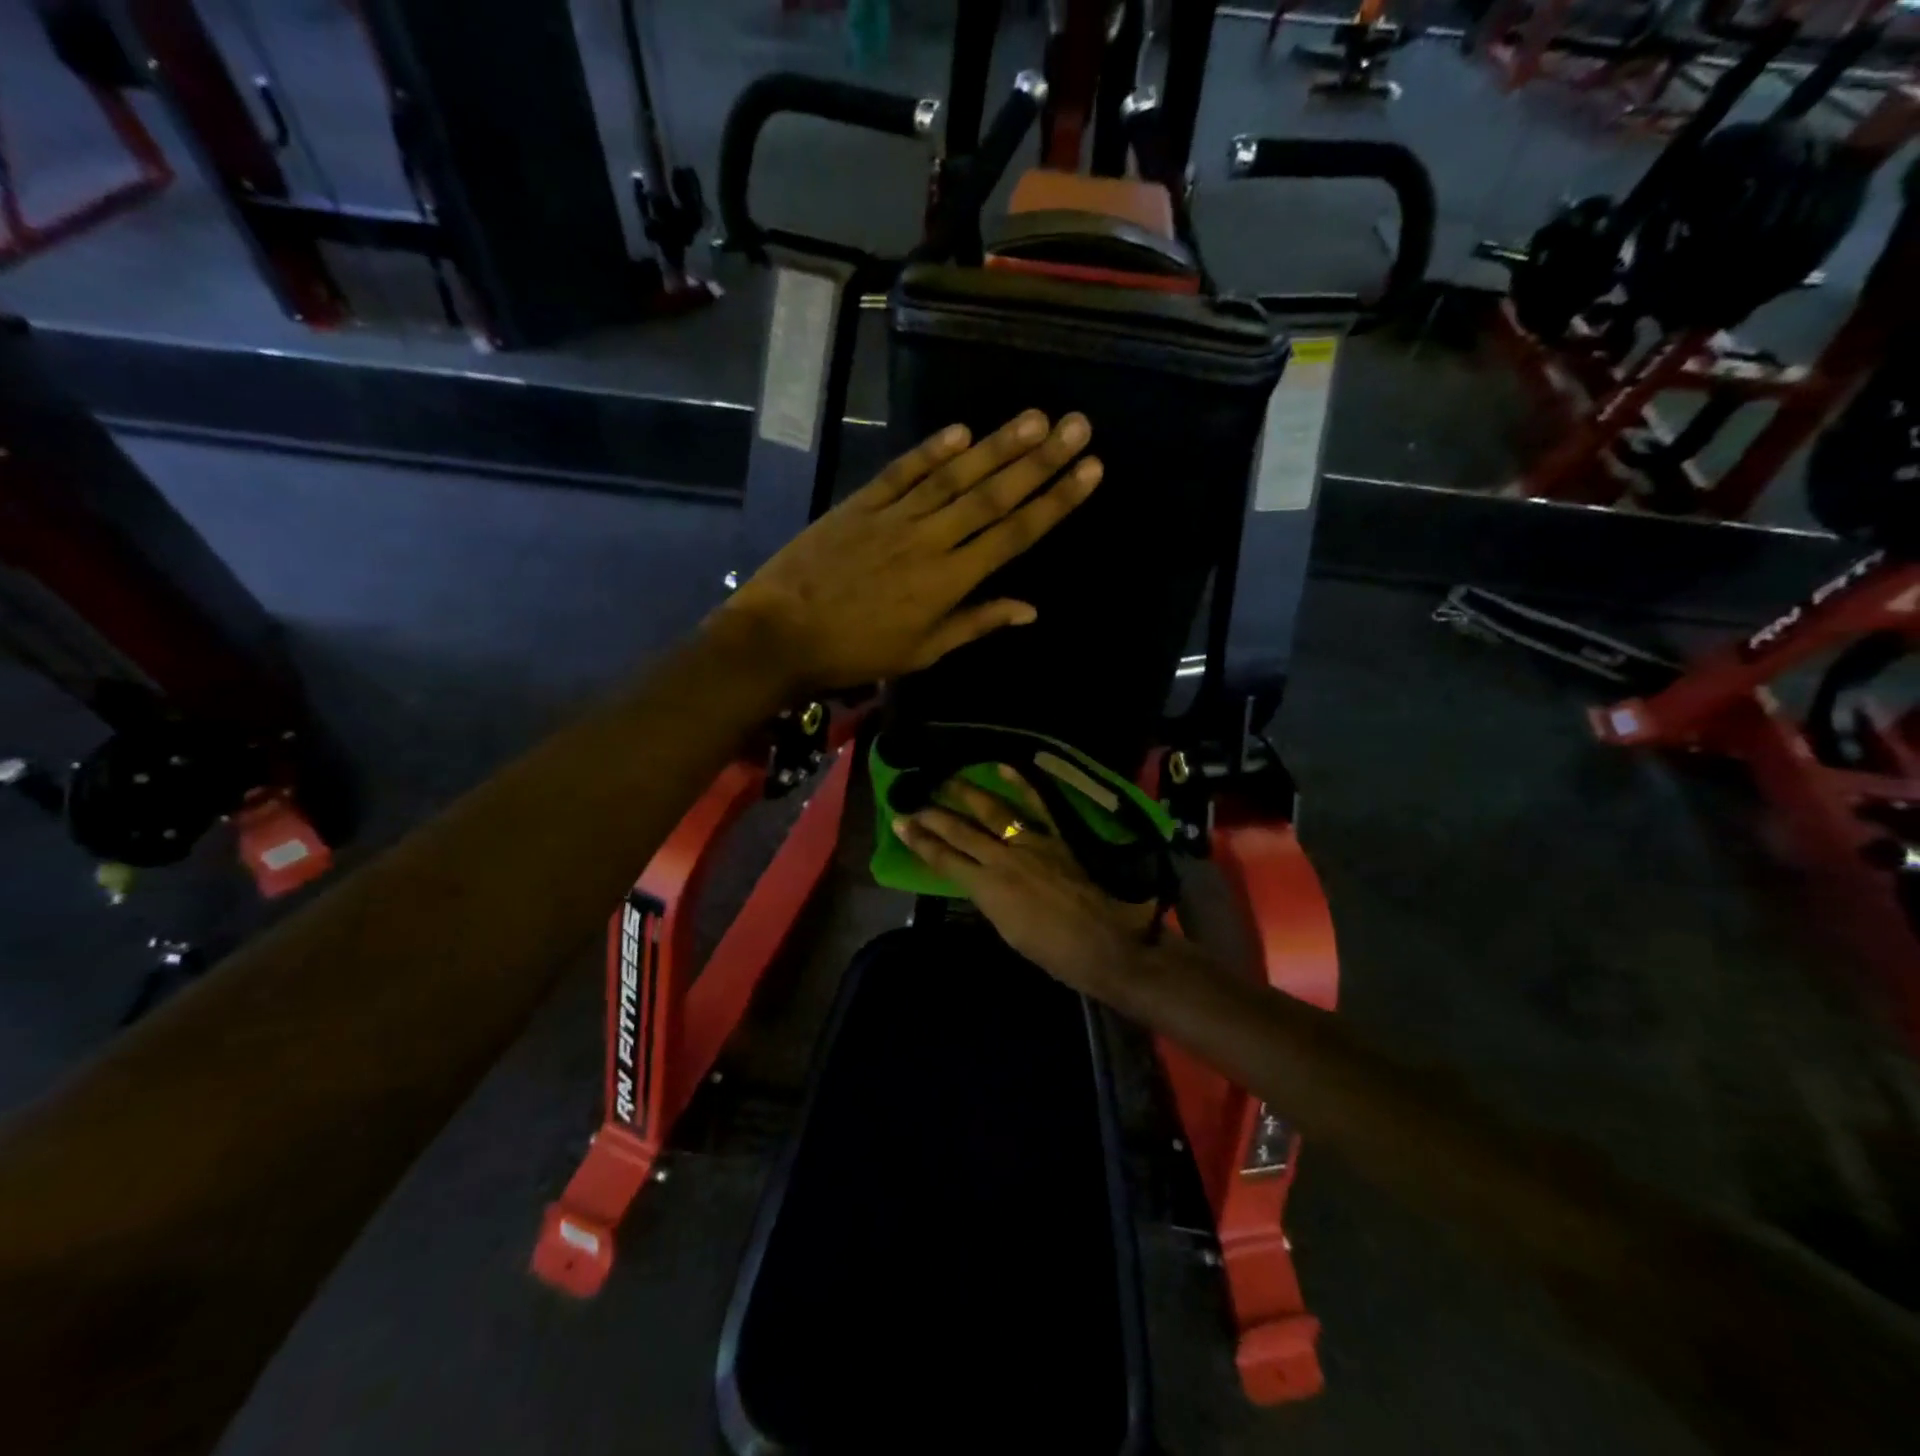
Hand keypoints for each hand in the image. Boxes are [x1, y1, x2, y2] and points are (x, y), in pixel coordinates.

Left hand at [715, 411, 1101, 692]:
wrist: (781, 633)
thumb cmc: (856, 652)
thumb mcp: (922, 652)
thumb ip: (976, 623)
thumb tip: (1030, 609)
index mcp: (948, 581)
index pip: (1013, 535)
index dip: (1054, 502)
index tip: (1090, 471)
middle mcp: (930, 540)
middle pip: (993, 495)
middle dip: (1040, 460)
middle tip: (1077, 425)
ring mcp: (894, 516)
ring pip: (954, 476)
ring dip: (997, 446)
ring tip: (1036, 417)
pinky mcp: (860, 504)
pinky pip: (902, 471)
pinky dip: (931, 449)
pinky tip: (962, 430)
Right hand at [895, 766, 1155, 998]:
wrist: (1104, 944)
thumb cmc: (1054, 953)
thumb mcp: (1008, 932)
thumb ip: (990, 900)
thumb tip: (981, 883)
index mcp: (987, 888)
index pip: (943, 859)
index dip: (919, 841)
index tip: (899, 823)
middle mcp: (1003, 858)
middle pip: (960, 831)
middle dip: (933, 815)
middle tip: (912, 800)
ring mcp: (1032, 842)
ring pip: (992, 811)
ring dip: (966, 794)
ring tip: (946, 778)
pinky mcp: (1058, 836)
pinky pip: (1038, 804)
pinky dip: (1021, 783)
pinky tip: (1003, 765)